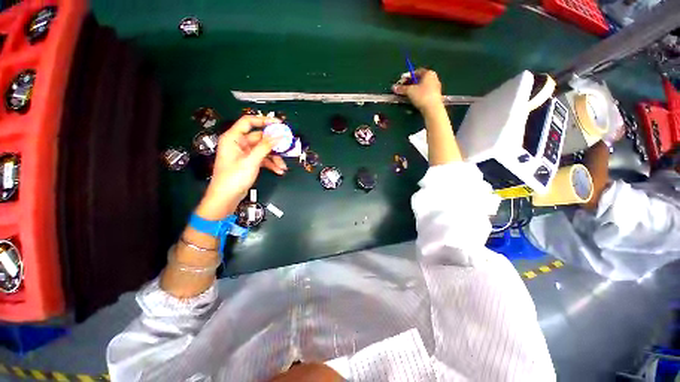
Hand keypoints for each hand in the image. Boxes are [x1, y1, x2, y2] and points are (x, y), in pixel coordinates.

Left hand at [195, 115, 287, 219]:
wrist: (226, 198)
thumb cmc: (234, 177)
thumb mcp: (251, 161)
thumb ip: (265, 147)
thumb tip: (279, 136)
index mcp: (234, 138)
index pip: (249, 122)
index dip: (264, 120)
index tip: (279, 124)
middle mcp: (239, 143)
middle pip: (260, 138)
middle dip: (274, 145)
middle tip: (287, 147)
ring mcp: (245, 154)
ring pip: (263, 150)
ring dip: (274, 157)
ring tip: (283, 167)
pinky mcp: (249, 162)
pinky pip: (263, 159)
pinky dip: (271, 164)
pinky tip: (279, 171)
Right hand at [392, 68, 442, 111]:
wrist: (432, 108)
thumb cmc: (422, 96)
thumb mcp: (409, 91)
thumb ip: (401, 89)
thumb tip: (394, 87)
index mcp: (428, 73)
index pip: (416, 72)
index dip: (407, 77)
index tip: (400, 82)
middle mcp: (433, 78)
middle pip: (419, 79)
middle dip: (410, 83)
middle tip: (402, 88)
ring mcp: (435, 87)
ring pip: (422, 86)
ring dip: (414, 89)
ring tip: (407, 95)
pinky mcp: (435, 95)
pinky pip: (425, 92)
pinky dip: (418, 94)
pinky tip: (414, 99)